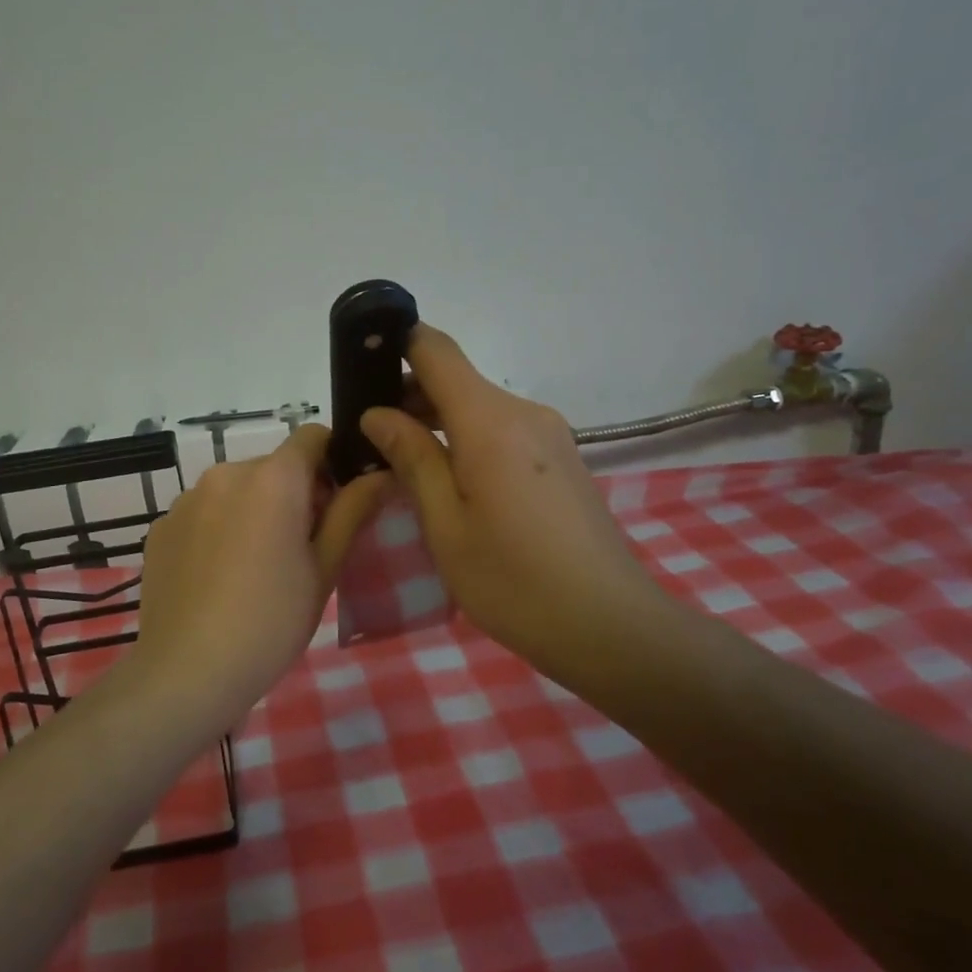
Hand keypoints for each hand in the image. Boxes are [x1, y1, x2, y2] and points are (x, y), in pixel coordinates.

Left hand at [135, 424, 390, 720]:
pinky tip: (218, 578)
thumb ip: (352, 511)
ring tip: (255, 568)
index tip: (336, 504)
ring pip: (236, 489)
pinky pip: (202, 512)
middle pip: (273, 466)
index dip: (332, 462)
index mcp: (273, 478)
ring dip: (253, 510)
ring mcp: (187, 499)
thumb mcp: (323, 568)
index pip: (312, 437)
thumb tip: (382, 473)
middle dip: (293, 494)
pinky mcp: (161, 526)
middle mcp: (226, 473)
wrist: (188, 672)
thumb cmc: (271, 621)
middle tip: (301, 549)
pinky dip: (218, 529)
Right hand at [361, 324, 666, 674]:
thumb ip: (412, 459)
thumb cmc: (514, 581)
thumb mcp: (446, 525)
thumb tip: (378, 414)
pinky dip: (467, 441)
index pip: (435, 351)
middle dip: (408, 397)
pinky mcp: (561, 458)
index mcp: (491, 422)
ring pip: (479, 408)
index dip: (396, 346)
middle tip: (369, 439)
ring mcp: (549, 435)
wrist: (611, 626)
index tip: (360, 368)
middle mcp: (524, 413)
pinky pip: (502, 431)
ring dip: (437, 423)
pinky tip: (449, 483)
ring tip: (401, 465)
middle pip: (456, 380)